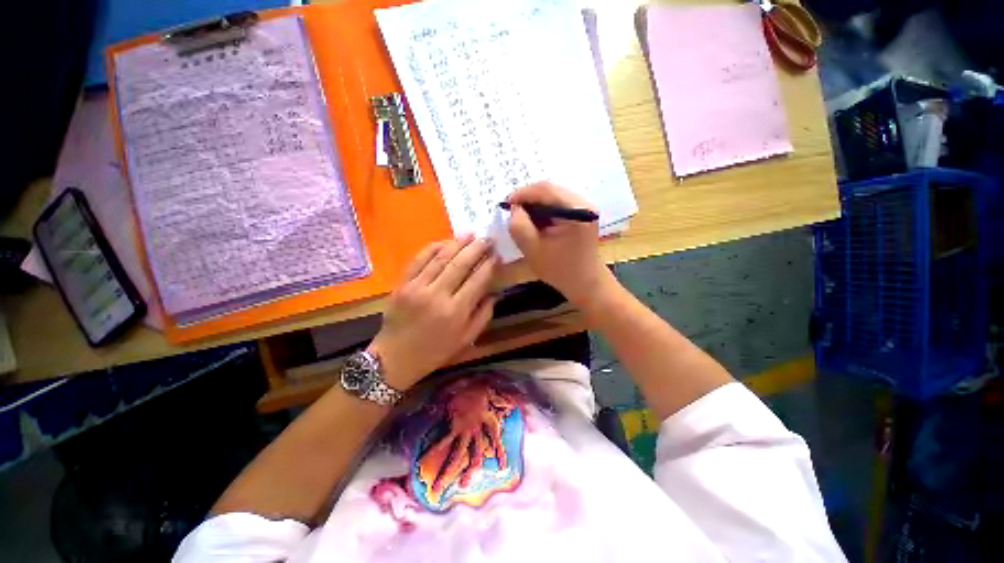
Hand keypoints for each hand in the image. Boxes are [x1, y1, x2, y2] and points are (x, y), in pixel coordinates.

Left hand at [369, 236, 497, 390]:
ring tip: (470, 234)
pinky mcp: (402, 284)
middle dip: (476, 248)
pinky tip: (445, 241)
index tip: (497, 254)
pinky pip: (418, 260)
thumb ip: (483, 315)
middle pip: (460, 264)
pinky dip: (432, 248)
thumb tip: (494, 293)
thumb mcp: (466, 339)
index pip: (477, 280)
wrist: (395, 358)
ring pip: (440, 258)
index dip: (489, 265)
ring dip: (457, 243)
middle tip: (487, 238)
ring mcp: (417, 287)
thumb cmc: (435, 351)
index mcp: (456, 312)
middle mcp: (438, 296)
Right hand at [416, 379, 518, 503]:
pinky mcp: (454, 426)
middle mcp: (477, 431)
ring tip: (437, 488)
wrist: (471, 381)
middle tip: (462, 487)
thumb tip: (514, 404)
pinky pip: (443, 441)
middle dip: (469, 473)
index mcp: (488, 421)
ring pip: (458, 455)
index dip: (499, 453)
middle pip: (475, 457)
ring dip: (448, 472)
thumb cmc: (480, 386)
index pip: (496, 440)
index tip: (503, 467)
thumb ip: (503, 400)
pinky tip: (422, 460)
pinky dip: (434, 450)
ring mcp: (465, 430)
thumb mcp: (494, 393)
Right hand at [507, 182, 610, 304]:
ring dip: (535, 205)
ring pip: (553, 196)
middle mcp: (584, 203)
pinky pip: (558, 205)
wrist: (585, 284)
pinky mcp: (582, 214)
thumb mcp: (533, 250)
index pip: (545, 189)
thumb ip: (519, 226)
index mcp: (576, 210)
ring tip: (521, 218)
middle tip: (511, 211)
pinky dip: (543, 211)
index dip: (522, 194)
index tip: (505, 205)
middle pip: (550, 190)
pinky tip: (535, 223)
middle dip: (528, 199)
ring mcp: (585, 208)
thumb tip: (514, 208)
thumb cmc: (560, 271)